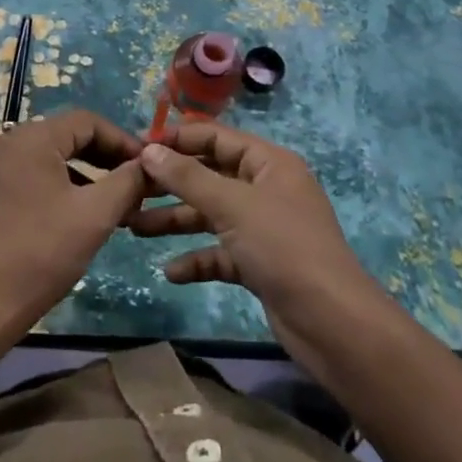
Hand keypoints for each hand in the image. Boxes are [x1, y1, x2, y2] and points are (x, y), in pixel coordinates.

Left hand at [0, 107, 148, 333]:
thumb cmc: (39, 255)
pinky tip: (78, 217)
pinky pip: (31, 177)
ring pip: (49, 159)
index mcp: (30, 138)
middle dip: (105, 159)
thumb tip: (148, 163)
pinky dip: (59, 188)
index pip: (87, 121)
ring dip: (85, 176)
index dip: (122, 141)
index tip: (148, 166)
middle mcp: (6, 143)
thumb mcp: (94, 216)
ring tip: (114, 205)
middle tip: (135, 185)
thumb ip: (127, 182)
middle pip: (67, 137)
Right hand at [136, 122, 461, 461]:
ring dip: (175, 220)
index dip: (178, 139)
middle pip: (210, 176)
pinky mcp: (260, 264)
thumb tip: (149, 151)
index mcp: (269, 163)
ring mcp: (264, 228)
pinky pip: (220, 253)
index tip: (138, 146)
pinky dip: (197, 259)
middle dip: (171, 183)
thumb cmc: (284, 247)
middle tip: (129, 188)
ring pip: (211, 215)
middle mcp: (266, 189)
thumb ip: (188, 178)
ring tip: (133, 227)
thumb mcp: (233, 206)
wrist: (333, 324)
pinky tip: (170, 272)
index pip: (217, 138)